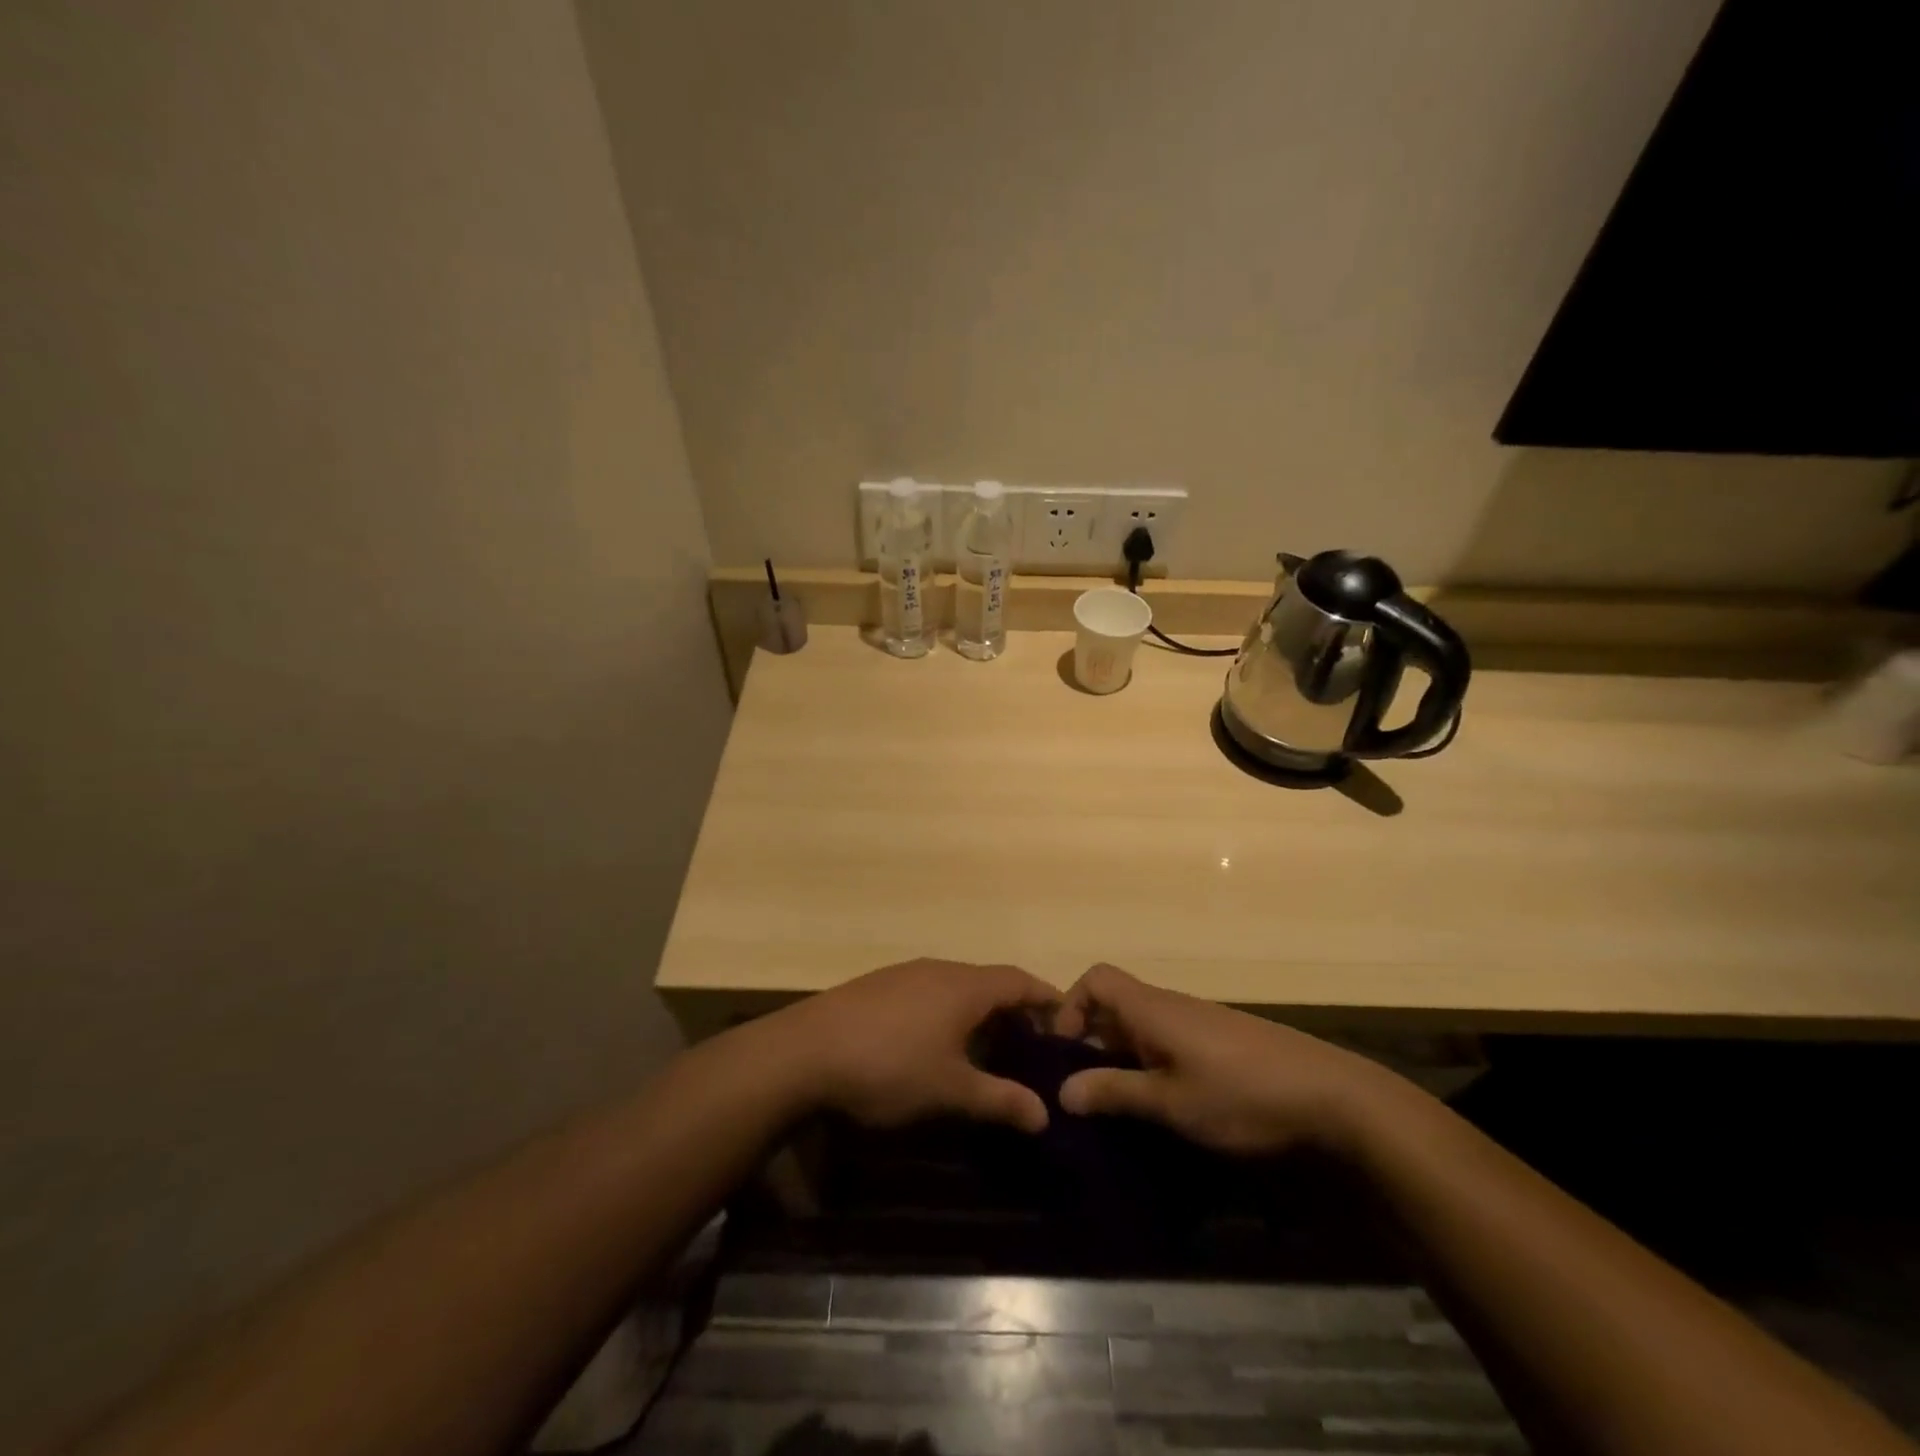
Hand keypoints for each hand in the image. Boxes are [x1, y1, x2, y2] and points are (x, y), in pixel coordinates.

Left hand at [774, 959, 1058, 1133]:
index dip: (1046, 999)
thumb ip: (1000, 1100)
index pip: (1019, 980)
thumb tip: (1045, 1114)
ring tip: (986, 1050)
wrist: (804, 1052)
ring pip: (956, 987)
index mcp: (964, 986)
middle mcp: (939, 969)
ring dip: (978, 1013)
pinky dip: (947, 1013)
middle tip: (1030, 1048)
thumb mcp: (950, 1091)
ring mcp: (905, 974)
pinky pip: (929, 992)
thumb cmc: (889, 1067)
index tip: (1066, 1023)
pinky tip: (934, 1044)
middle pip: (988, 981)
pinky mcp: (878, 986)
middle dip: (1013, 1011)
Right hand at [1051, 963, 1400, 1156]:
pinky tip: (1168, 1103)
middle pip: (1115, 1003)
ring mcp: (1199, 1021)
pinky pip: (1169, 1039)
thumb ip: (1115, 1092)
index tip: (1066, 1053)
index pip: (1096, 979)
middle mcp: (1171, 1005)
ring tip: (1123, 1103)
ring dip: (1123, 1056)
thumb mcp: (1171, 1102)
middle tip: (1087, 1091)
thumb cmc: (1242, 1095)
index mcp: (1152, 1008)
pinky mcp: (1221, 1041)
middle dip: (1093, 1041)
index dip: (1070, 1007)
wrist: (1332, 1096)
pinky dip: (1153, 1062)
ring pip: (1142, 1025)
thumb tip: (1061, 1091)